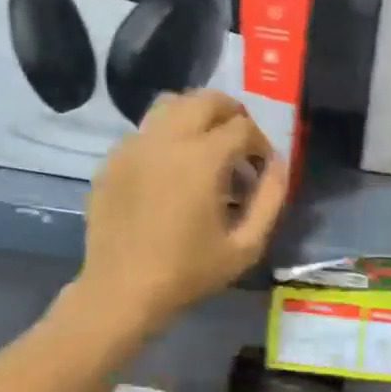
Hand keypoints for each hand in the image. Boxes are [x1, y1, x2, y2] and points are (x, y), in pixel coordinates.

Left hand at [76, 90, 287, 330]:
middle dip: (231, 114)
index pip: (242, 127)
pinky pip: (144, 130)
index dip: (260, 144)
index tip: (261, 169)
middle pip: (206, 100)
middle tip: (239, 144)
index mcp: (202, 159)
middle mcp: (166, 139)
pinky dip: (165, 136)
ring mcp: (133, 146)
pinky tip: (170, 170)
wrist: (121, 291)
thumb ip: (270, 199)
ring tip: (205, 146)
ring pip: (170, 104)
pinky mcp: (111, 160)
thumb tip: (279, 164)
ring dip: (196, 115)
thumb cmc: (188, 272)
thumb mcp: (245, 246)